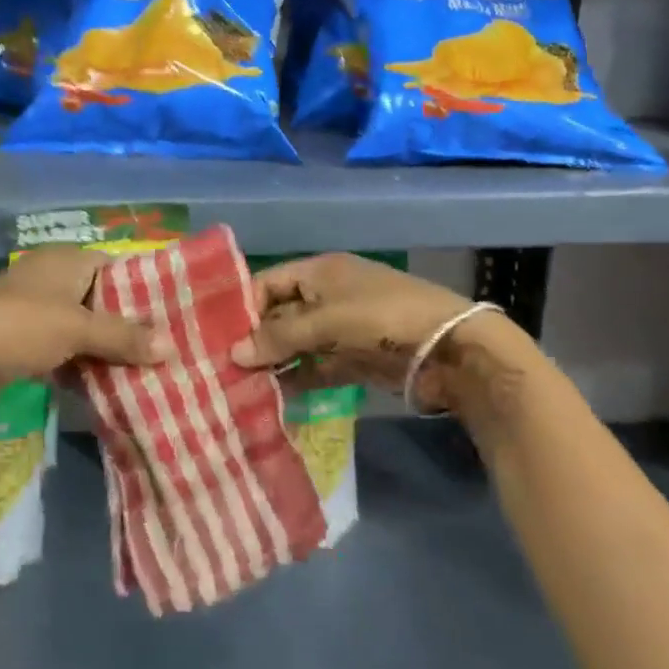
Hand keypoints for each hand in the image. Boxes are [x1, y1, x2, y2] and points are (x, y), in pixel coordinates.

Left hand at [0, 248, 167, 415]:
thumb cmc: (18, 327)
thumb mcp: (77, 328)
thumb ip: (123, 336)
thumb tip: (171, 347)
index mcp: (67, 261)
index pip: (118, 267)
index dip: (147, 289)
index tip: (178, 315)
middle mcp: (54, 281)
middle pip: (104, 301)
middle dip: (132, 327)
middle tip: (172, 351)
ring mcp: (39, 314)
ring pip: (87, 331)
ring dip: (111, 352)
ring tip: (153, 373)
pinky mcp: (27, 346)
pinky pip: (68, 353)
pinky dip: (87, 368)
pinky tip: (114, 389)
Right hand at [229, 253, 487, 398]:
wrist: (451, 350)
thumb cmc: (384, 318)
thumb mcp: (328, 321)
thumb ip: (280, 337)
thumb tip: (234, 353)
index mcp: (321, 272)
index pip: (269, 282)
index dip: (243, 305)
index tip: (216, 335)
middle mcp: (327, 296)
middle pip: (280, 315)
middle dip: (255, 339)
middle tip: (222, 366)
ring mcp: (342, 329)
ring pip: (297, 344)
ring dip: (274, 362)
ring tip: (240, 386)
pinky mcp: (355, 359)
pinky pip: (317, 367)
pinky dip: (298, 379)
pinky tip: (274, 396)